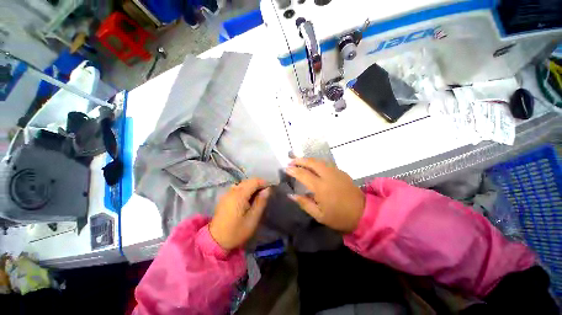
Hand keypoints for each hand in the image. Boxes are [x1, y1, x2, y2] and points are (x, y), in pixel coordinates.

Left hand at [209, 178, 270, 250]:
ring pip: (243, 183)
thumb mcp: (252, 219)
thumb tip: (267, 189)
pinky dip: (245, 189)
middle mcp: (232, 191)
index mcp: (239, 195)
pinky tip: (248, 198)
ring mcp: (227, 193)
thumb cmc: (237, 231)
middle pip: (248, 181)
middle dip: (258, 184)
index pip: (254, 181)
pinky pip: (237, 188)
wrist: (216, 241)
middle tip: (266, 193)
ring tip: (258, 195)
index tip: (271, 188)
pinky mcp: (225, 197)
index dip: (264, 182)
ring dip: (252, 186)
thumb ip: (260, 202)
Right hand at [286, 158, 364, 232]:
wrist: (364, 214)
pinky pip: (326, 164)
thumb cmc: (339, 217)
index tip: (286, 168)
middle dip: (300, 160)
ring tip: (300, 161)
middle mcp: (328, 176)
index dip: (293, 170)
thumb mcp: (319, 215)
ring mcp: (336, 172)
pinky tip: (313, 166)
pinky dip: (317, 162)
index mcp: (321, 187)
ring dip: (308, 160)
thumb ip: (304, 203)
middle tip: (291, 161)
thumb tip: (291, 195)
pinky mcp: (341, 172)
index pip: (303, 174)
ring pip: (319, 161)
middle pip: (312, 162)